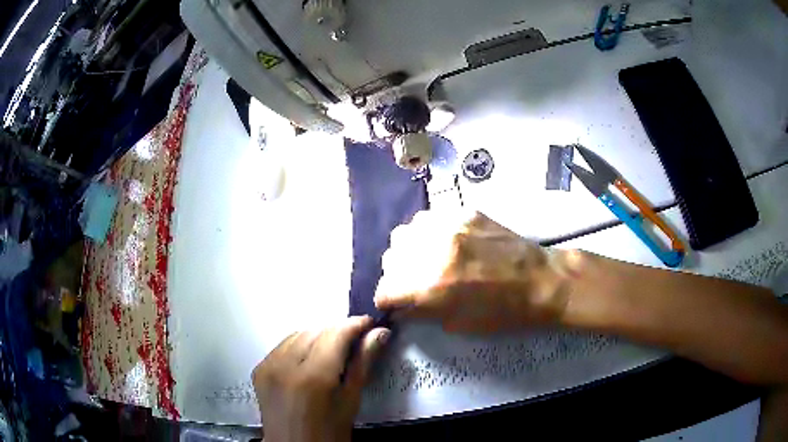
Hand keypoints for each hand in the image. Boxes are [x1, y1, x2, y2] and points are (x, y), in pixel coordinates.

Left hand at [252, 316, 389, 441]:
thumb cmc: (329, 433)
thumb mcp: (350, 402)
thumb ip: (362, 364)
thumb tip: (379, 334)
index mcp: (312, 377)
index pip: (335, 334)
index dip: (355, 325)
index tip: (370, 324)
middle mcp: (284, 365)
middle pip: (315, 331)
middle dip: (337, 331)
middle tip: (356, 341)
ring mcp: (267, 366)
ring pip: (297, 334)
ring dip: (318, 337)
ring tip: (334, 352)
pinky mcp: (259, 369)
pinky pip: (282, 346)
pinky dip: (299, 346)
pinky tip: (310, 360)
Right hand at [374, 210, 581, 332]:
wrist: (540, 282)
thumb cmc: (503, 313)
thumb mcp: (457, 325)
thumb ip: (422, 313)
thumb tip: (401, 309)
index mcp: (430, 286)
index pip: (385, 290)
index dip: (388, 301)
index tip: (395, 304)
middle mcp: (432, 251)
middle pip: (390, 258)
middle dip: (396, 275)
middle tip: (412, 283)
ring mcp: (448, 227)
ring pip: (405, 232)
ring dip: (408, 250)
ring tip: (425, 259)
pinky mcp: (463, 213)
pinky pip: (430, 219)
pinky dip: (428, 233)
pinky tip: (444, 243)